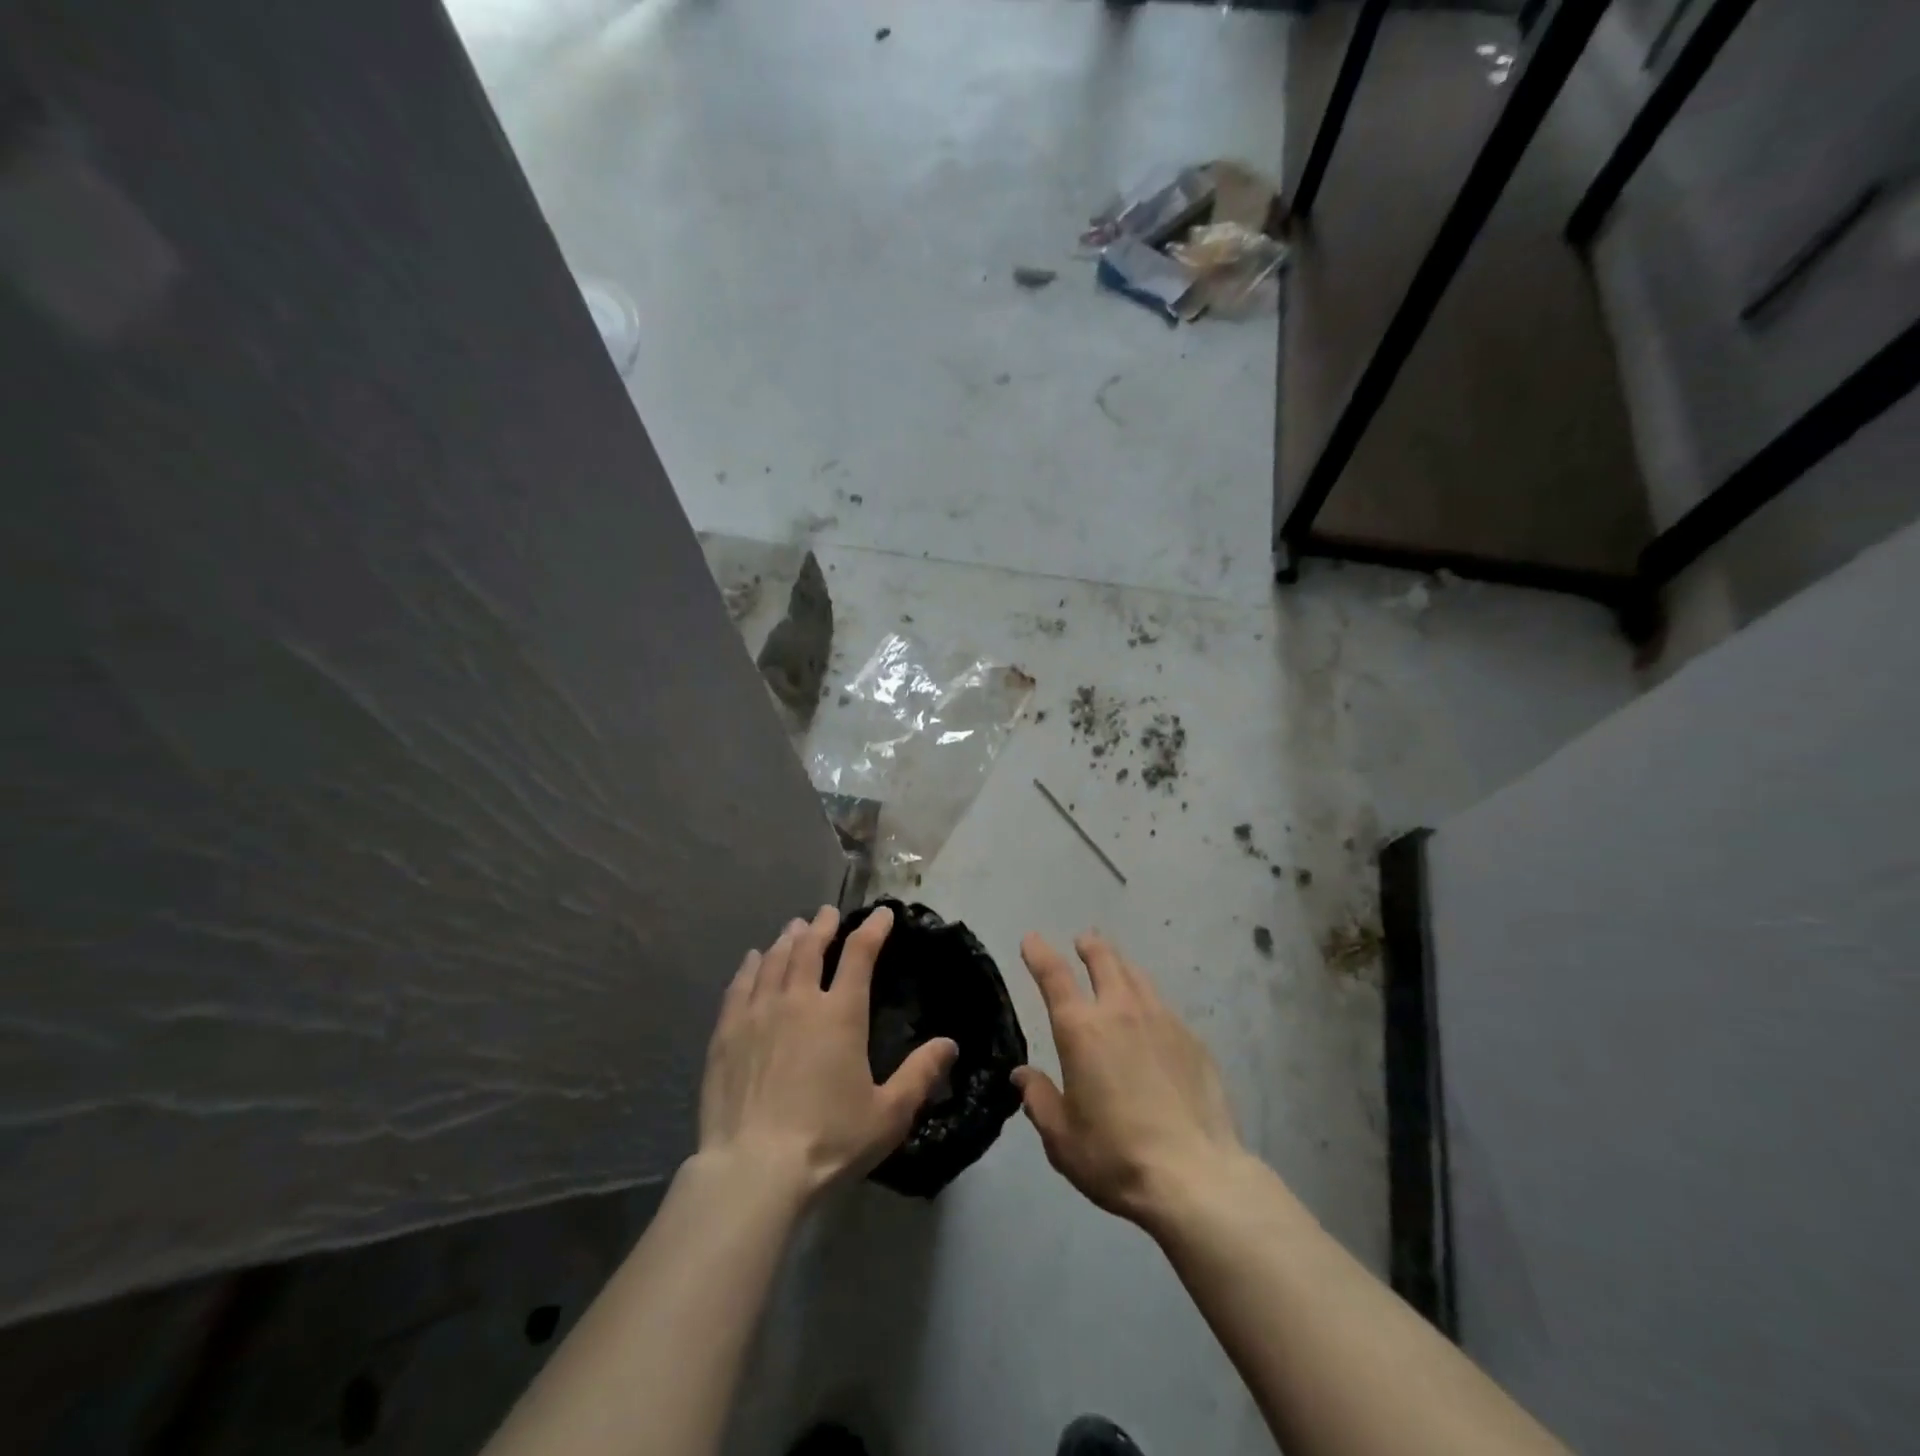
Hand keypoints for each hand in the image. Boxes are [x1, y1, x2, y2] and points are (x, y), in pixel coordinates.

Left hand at [699, 904, 957, 1197]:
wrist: (754, 1170)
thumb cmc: (829, 1141)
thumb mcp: (889, 1114)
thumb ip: (921, 1075)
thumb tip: (950, 1044)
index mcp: (841, 1014)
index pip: (860, 954)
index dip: (873, 929)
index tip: (883, 915)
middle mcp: (799, 1000)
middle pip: (811, 947)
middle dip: (823, 925)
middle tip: (828, 913)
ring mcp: (758, 1013)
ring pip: (775, 960)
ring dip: (789, 939)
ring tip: (795, 928)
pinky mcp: (727, 1033)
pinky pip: (740, 985)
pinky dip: (751, 965)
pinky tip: (754, 959)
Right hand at [1014, 931, 1247, 1227]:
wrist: (1195, 1177)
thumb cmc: (1115, 1156)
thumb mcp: (1061, 1137)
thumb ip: (1038, 1099)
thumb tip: (1023, 1075)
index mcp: (1081, 1030)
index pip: (1054, 976)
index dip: (1040, 953)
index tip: (1032, 938)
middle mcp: (1121, 1012)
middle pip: (1104, 960)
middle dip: (1090, 946)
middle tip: (1083, 941)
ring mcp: (1162, 1021)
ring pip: (1138, 976)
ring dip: (1121, 966)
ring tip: (1116, 967)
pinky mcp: (1193, 1040)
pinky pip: (1164, 1007)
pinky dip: (1149, 1001)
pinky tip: (1152, 1019)